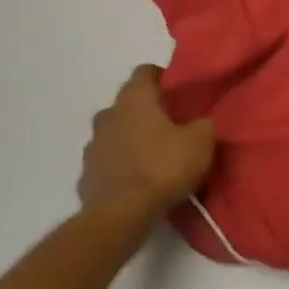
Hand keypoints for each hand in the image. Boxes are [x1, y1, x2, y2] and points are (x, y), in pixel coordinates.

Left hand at [78, 64, 217, 239]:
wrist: (121, 216)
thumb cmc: (163, 167)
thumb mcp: (202, 141)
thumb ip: (203, 124)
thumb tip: (200, 124)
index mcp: (135, 99)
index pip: (145, 71)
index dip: (163, 78)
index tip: (179, 93)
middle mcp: (108, 115)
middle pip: (128, 104)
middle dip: (147, 111)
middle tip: (172, 126)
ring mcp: (92, 147)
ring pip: (115, 133)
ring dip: (131, 139)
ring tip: (155, 157)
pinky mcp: (85, 177)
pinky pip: (107, 163)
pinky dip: (120, 167)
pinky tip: (138, 182)